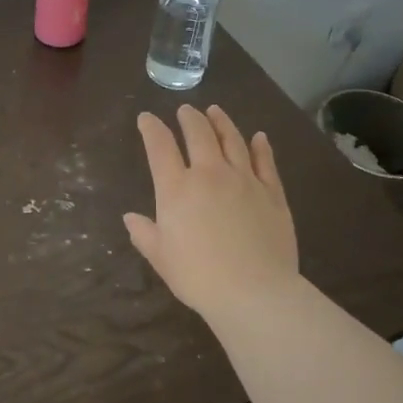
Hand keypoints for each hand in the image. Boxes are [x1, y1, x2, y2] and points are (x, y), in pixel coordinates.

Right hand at [123, 104, 298, 315]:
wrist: (255, 292)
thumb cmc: (199, 277)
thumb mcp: (161, 258)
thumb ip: (145, 234)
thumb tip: (130, 218)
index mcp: (177, 188)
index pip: (160, 147)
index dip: (151, 129)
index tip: (146, 118)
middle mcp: (210, 174)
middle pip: (199, 134)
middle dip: (189, 118)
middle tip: (185, 110)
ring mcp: (245, 180)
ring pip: (232, 140)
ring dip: (222, 122)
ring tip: (215, 111)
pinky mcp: (272, 193)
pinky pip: (265, 162)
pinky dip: (261, 147)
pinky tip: (258, 137)